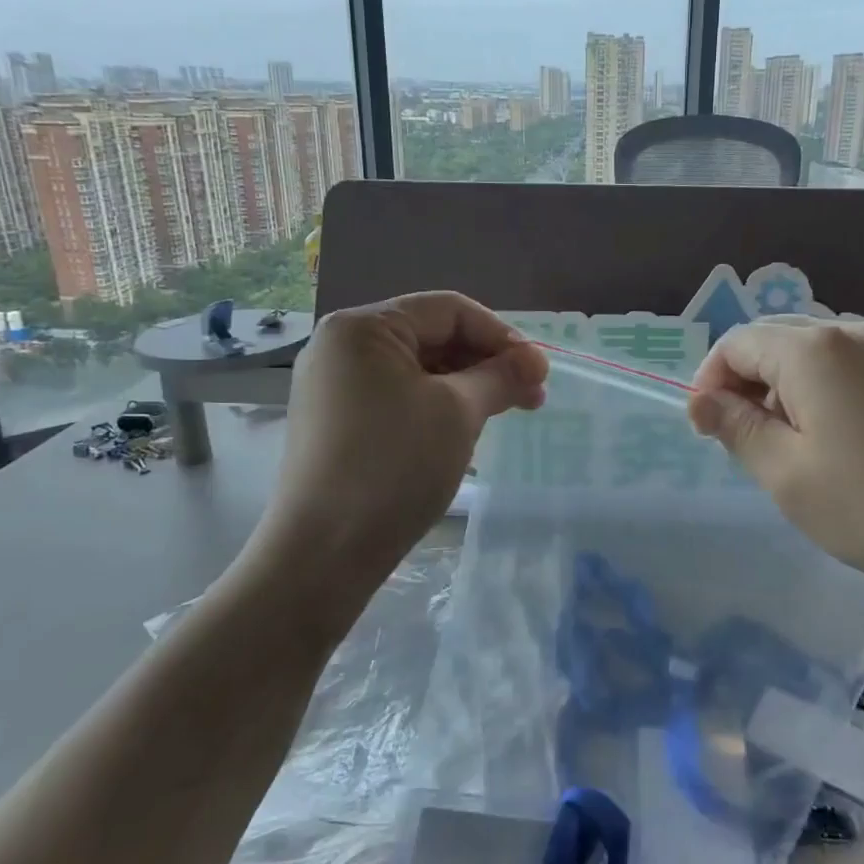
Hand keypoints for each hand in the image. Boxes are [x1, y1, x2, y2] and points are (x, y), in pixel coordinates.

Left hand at [255, 292, 546, 608]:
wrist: (324, 553)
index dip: (501, 335)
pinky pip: (397, 397)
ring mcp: (333, 386)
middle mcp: (341, 346)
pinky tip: (465, 430)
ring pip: (416, 370)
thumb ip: (501, 377)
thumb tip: (536, 362)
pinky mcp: (335, 421)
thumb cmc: (395, 466)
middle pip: (431, 336)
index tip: (539, 372)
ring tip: (505, 414)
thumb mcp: (458, 413)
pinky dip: (437, 406)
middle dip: (486, 363)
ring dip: (467, 386)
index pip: (448, 310)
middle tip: (531, 398)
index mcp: (362, 327)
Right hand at [687, 316, 863, 606]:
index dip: (709, 381)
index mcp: (814, 349)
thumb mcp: (786, 475)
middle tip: (747, 440)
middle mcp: (858, 333)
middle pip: (779, 339)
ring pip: (824, 353)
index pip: (737, 343)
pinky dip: (836, 391)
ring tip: (799, 445)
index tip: (707, 430)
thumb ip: (737, 428)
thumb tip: (702, 400)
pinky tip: (855, 442)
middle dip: (749, 382)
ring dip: (792, 387)